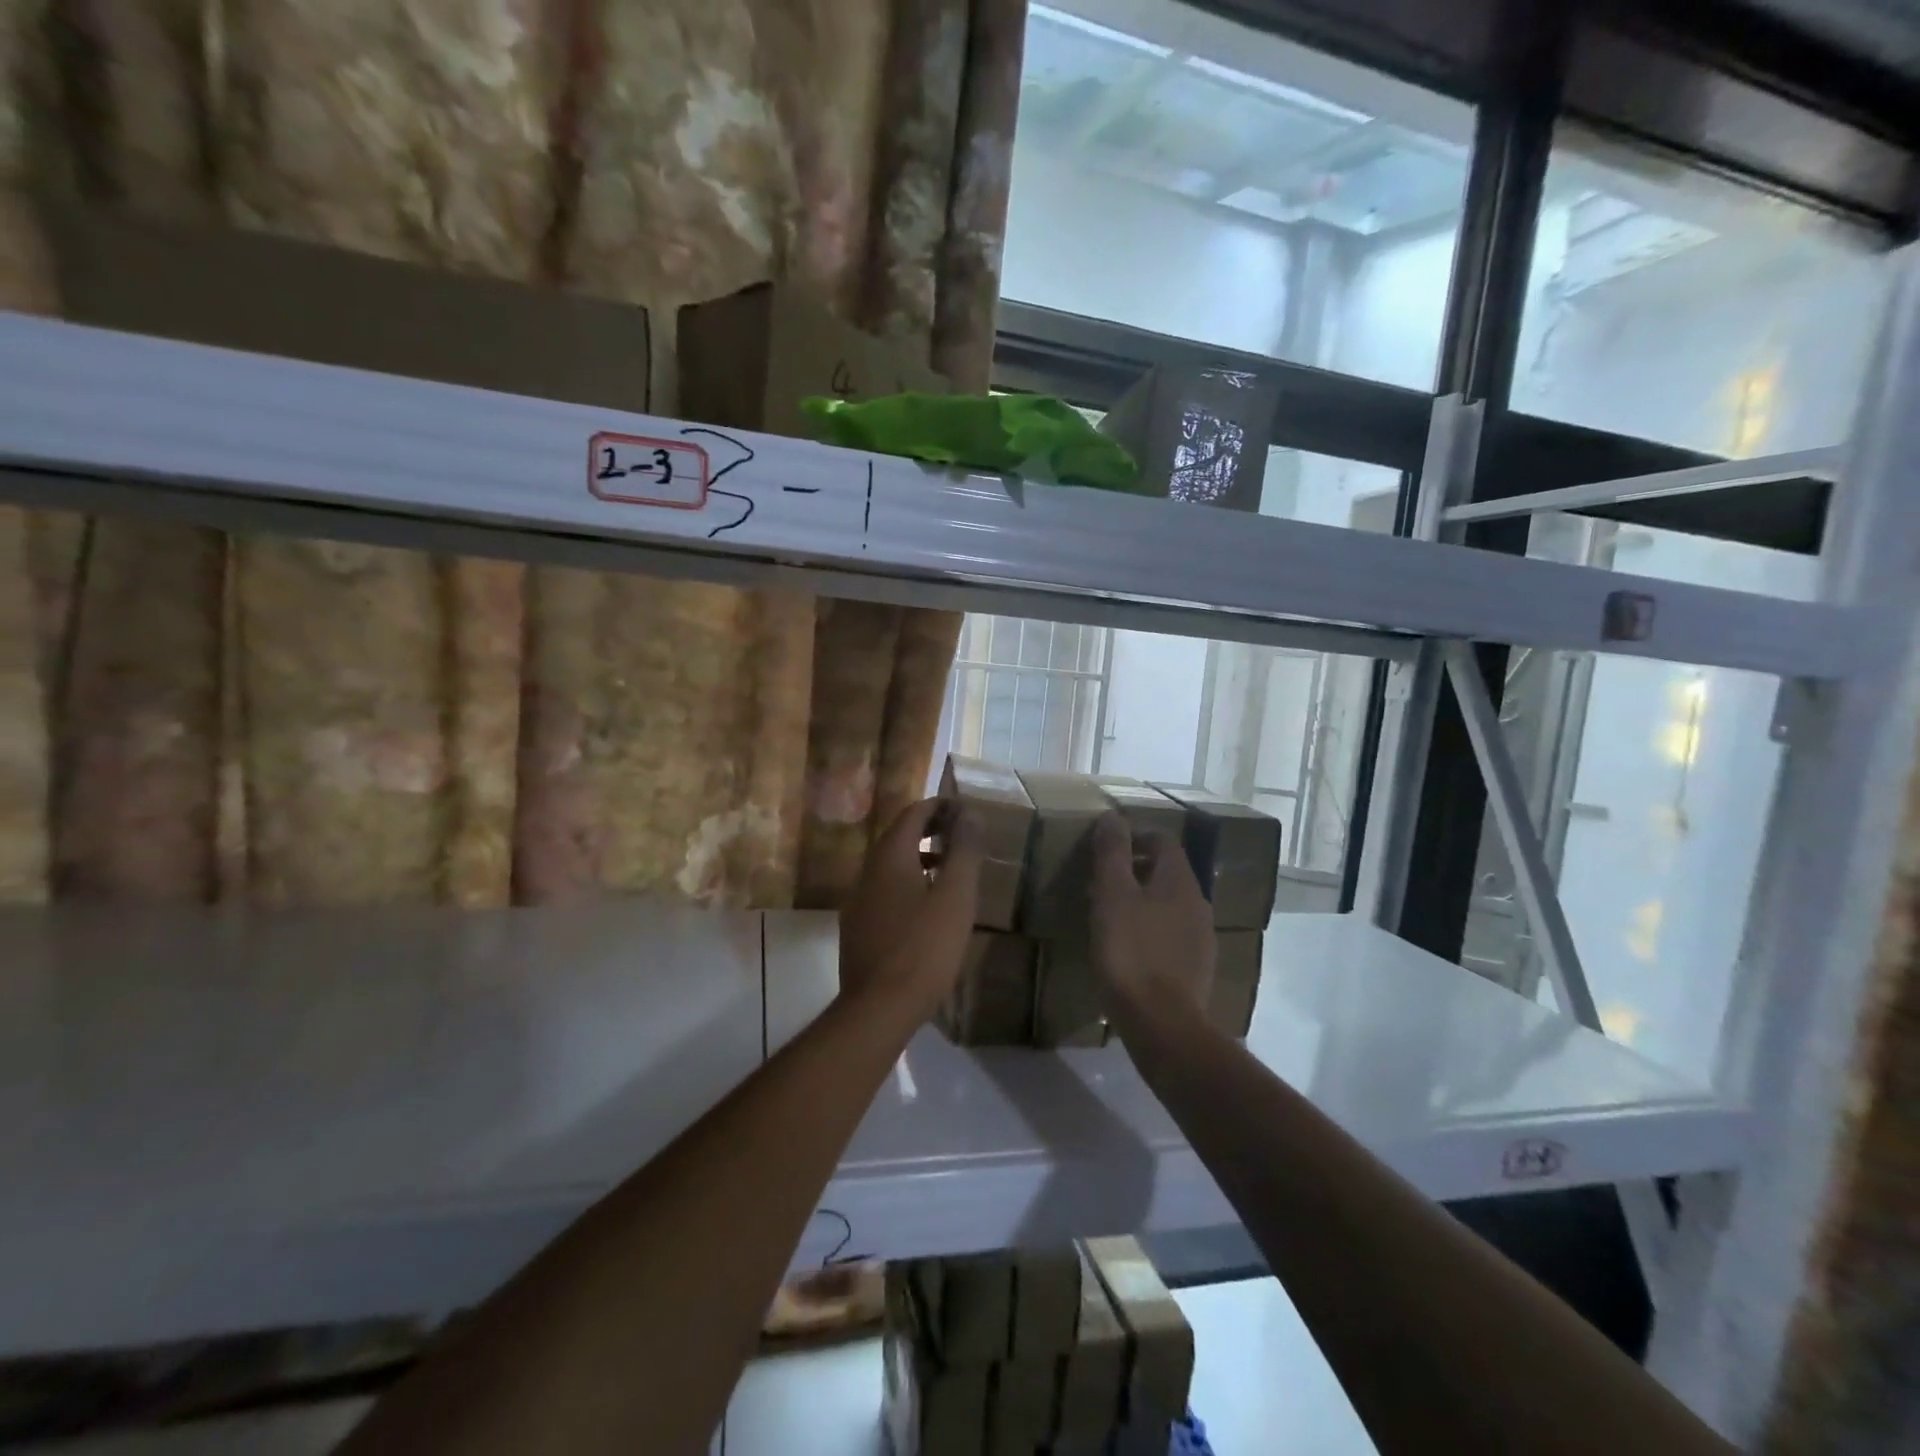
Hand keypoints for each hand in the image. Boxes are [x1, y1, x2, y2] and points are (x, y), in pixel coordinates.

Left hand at [839, 797, 982, 1023]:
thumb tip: (970, 814)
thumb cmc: (924, 948)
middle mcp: (867, 872)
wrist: (878, 1008)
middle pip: (899, 837)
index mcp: (889, 857)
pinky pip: (884, 892)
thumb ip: (964, 852)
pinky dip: (908, 885)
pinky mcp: (857, 929)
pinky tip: (927, 910)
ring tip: (950, 872)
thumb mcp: (955, 897)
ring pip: (890, 867)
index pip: (913, 814)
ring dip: (919, 859)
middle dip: (930, 831)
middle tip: (962, 838)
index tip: (965, 812)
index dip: (940, 807)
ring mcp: (858, 901)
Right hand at [1090, 811, 1213, 1021]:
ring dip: (1141, 903)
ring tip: (1109, 917)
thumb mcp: (1112, 895)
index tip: (1106, 848)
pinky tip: (1127, 951)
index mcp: (1179, 881)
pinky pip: (1170, 936)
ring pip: (1168, 906)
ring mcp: (1201, 939)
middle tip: (1100, 883)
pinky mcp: (1196, 970)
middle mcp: (1198, 904)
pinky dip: (1149, 932)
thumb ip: (1113, 853)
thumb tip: (1114, 817)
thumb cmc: (1130, 952)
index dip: (1135, 836)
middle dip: (1135, 871)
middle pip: (1167, 873)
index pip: (1163, 841)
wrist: (1162, 1025)